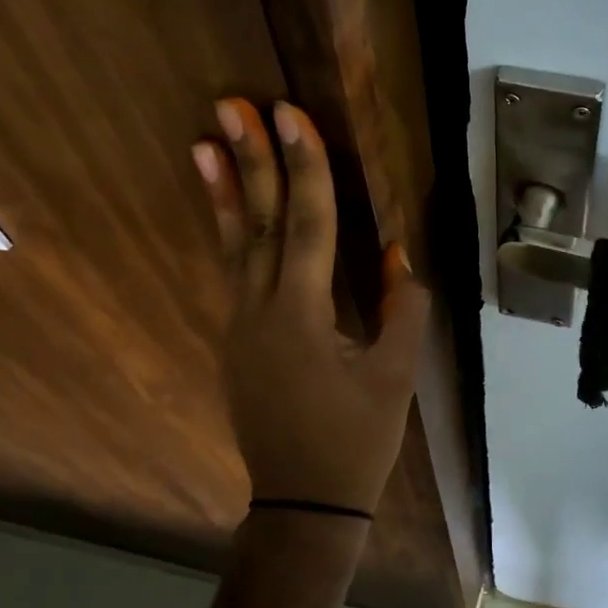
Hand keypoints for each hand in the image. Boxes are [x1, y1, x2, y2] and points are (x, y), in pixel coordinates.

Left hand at [197, 99, 429, 514]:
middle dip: (251, 160)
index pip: (307, 224)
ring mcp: (241, 325)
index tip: (290, 115)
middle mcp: (261, 310)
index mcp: (303, 315)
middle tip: (233, 105)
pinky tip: (226, 208)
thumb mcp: (396, 375)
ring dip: (224, 190)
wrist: (303, 503)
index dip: (304, 166)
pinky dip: (227, 232)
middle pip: (260, 222)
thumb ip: (403, 308)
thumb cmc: (357, 440)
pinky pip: (233, 272)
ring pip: (233, 245)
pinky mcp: (238, 340)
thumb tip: (398, 252)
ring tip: (204, 142)